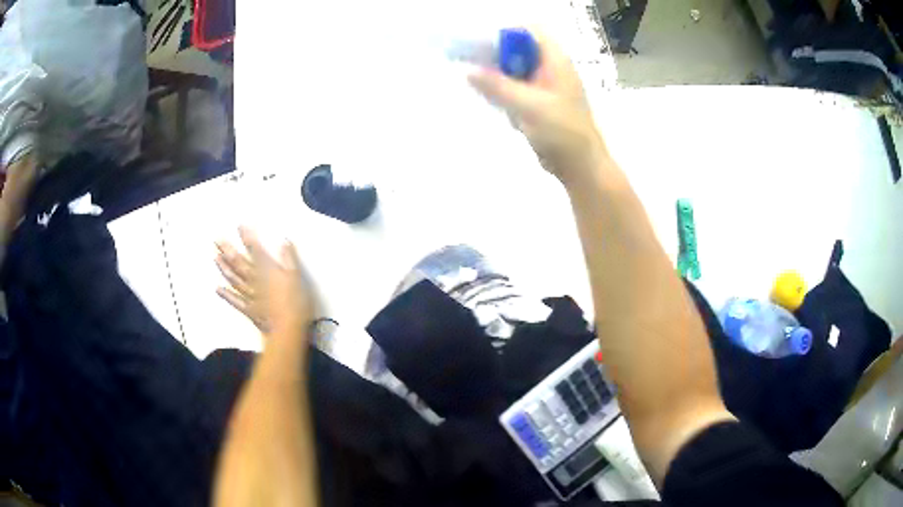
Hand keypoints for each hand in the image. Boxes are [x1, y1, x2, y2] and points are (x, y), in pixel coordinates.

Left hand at [215, 227, 313, 337]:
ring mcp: (250, 296)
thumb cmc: (296, 303)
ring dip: (224, 268)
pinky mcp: (249, 310)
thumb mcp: (298, 277)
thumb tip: (284, 241)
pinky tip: (218, 289)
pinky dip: (226, 295)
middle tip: (217, 240)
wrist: (288, 330)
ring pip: (234, 279)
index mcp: (267, 271)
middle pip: (239, 263)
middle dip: (228, 250)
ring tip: (216, 257)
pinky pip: (235, 301)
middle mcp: (255, 281)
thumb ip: (289, 259)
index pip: (255, 251)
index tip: (239, 226)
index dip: (247, 238)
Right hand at [468, 30, 605, 185]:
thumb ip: (497, 86)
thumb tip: (468, 71)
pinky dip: (504, 92)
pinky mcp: (540, 104)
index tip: (481, 43)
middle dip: (496, 54)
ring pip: (517, 69)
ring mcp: (546, 86)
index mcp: (556, 61)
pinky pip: (518, 89)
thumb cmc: (562, 131)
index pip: (531, 31)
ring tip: (479, 83)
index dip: (506, 32)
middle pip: (520, 49)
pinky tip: (493, 101)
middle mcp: (552, 69)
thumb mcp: (528, 105)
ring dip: (498, 75)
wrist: (581, 166)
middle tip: (472, 63)